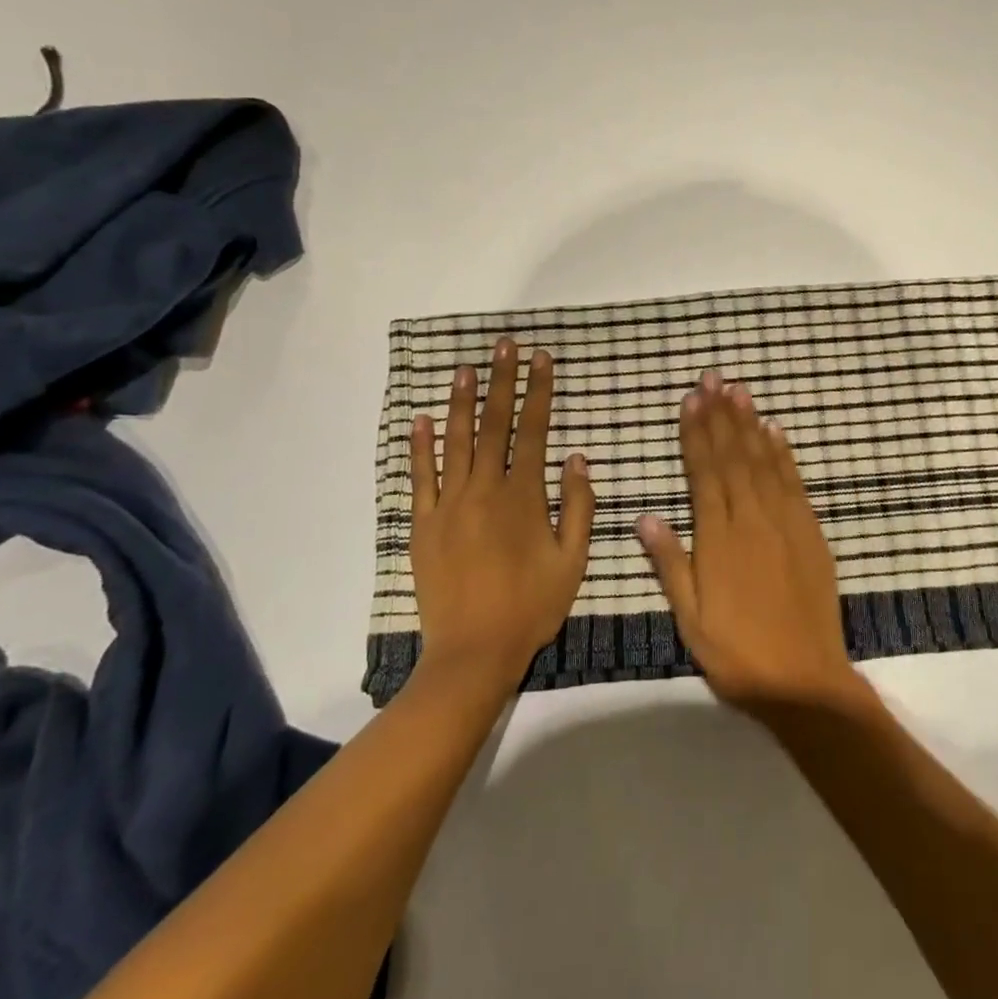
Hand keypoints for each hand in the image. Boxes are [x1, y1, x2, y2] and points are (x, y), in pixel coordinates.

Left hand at [408, 338, 594, 687]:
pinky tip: (421, 419)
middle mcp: (485, 490)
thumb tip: (576, 458)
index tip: (540, 359)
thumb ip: (577, 506)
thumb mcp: (573, 560)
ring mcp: (449, 505)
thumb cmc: (531, 606)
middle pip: (494, 424)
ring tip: (465, 368)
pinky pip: (420, 478)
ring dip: (461, 402)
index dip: (538, 392)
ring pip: (455, 442)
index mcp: (524, 496)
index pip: (533, 431)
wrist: (473, 653)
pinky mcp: (423, 525)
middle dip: (501, 381)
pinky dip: (420, 447)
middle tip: (503, 345)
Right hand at [636, 371, 867, 712]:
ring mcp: (786, 522)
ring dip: (750, 423)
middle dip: (721, 415)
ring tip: (739, 390)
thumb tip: (644, 517)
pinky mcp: (811, 532)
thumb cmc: (737, 653)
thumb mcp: (690, 619)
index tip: (689, 401)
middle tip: (712, 378)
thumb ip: (669, 564)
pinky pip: (794, 482)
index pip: (704, 474)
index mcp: (719, 539)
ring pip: (764, 461)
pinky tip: (775, 431)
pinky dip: (784, 454)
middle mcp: (752, 520)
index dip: (695, 435)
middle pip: (734, 457)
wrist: (804, 679)